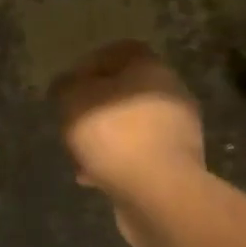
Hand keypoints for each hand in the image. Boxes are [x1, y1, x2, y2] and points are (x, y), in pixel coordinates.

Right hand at [48, 40, 205, 246]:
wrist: (160, 195)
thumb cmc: (115, 135)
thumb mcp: (74, 101)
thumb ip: (66, 86)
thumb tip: (66, 85)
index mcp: (151, 69)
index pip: (121, 51)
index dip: (90, 65)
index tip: (69, 88)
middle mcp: (171, 94)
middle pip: (125, 91)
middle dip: (95, 108)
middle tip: (71, 123)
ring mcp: (179, 132)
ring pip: (131, 126)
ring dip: (105, 139)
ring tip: (79, 158)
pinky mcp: (177, 166)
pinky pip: (140, 156)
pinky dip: (117, 163)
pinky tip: (94, 179)